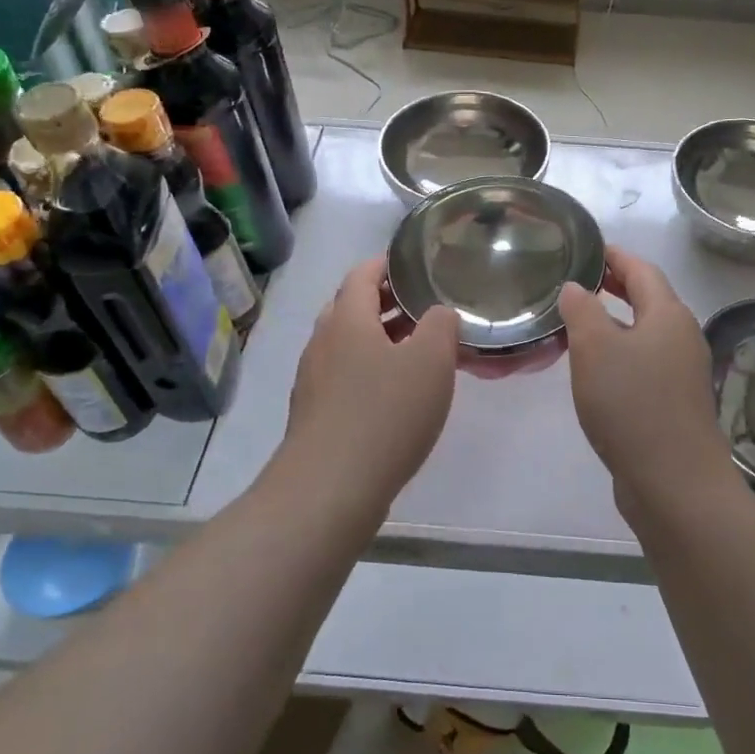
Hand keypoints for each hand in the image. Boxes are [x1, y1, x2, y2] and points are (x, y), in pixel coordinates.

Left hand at [283, 258, 457, 506]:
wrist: (330, 488)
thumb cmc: (385, 413)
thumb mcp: (431, 361)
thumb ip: (441, 326)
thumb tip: (437, 313)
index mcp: (347, 319)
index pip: (362, 275)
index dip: (387, 265)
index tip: (414, 266)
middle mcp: (323, 342)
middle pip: (351, 308)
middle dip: (386, 303)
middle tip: (423, 308)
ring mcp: (313, 380)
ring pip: (347, 344)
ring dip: (379, 339)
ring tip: (417, 351)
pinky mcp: (314, 413)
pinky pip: (344, 376)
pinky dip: (369, 370)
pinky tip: (395, 394)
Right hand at [557, 248, 733, 504]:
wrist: (674, 482)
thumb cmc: (632, 404)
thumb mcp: (595, 348)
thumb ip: (582, 309)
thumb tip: (577, 287)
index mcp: (669, 315)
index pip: (642, 270)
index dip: (614, 256)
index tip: (587, 249)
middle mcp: (682, 337)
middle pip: (649, 300)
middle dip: (615, 287)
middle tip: (580, 280)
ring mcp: (682, 373)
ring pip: (646, 333)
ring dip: (615, 322)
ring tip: (579, 322)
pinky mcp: (675, 403)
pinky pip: (645, 363)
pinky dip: (621, 352)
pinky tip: (597, 369)